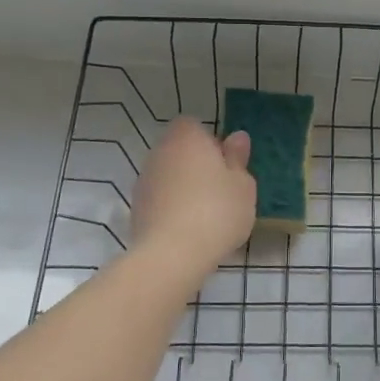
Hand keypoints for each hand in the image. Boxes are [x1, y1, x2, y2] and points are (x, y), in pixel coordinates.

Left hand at [129, 117, 255, 277]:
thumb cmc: (217, 211)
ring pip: (168, 174)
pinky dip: (171, 205)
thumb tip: (236, 137)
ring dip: (183, 185)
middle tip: (220, 188)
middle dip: (196, 163)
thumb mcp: (243, 185)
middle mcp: (160, 152)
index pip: (193, 125)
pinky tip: (188, 227)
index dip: (210, 141)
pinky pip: (159, 198)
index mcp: (187, 138)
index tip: (225, 163)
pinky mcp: (136, 208)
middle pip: (179, 149)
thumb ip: (238, 159)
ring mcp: (144, 180)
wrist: (172, 255)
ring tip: (205, 212)